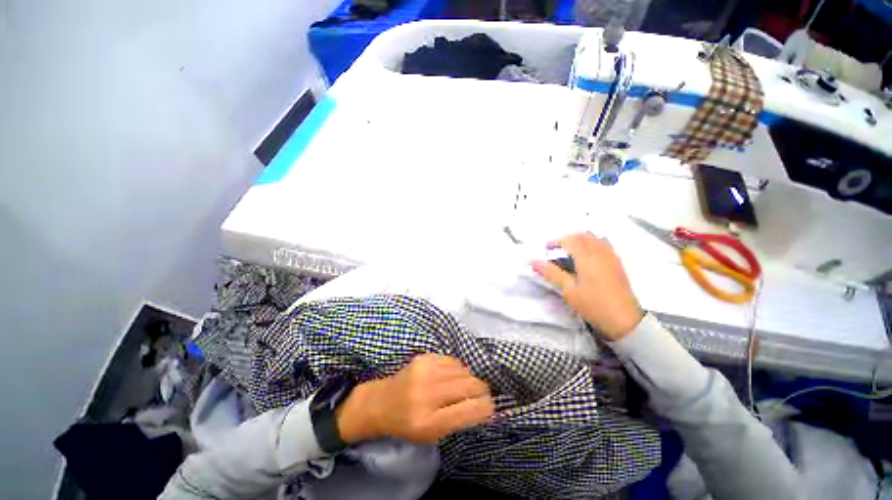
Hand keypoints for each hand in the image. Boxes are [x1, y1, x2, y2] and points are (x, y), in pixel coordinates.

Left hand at [336, 354, 494, 444]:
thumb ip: (460, 420)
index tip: (490, 407)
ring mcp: (425, 371)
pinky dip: (458, 369)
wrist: (382, 402)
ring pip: (464, 370)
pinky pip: (453, 360)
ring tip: (464, 385)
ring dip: (470, 378)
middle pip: (471, 385)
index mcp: (429, 422)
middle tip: (482, 394)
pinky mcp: (424, 357)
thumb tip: (486, 405)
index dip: (487, 407)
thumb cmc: (408, 425)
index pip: (470, 410)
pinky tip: (451, 376)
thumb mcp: (433, 434)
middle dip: (482, 390)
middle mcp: (427, 394)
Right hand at [532, 233, 643, 339]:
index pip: (570, 240)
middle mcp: (600, 252)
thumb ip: (552, 273)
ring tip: (569, 252)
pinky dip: (591, 244)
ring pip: (594, 239)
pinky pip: (602, 245)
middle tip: (556, 249)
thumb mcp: (569, 290)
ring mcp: (611, 256)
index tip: (546, 248)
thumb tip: (535, 261)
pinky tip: (586, 258)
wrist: (624, 320)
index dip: (557, 241)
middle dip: (568, 238)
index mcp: (587, 257)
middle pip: (583, 236)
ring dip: (580, 240)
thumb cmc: (593, 305)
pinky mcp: (617, 263)